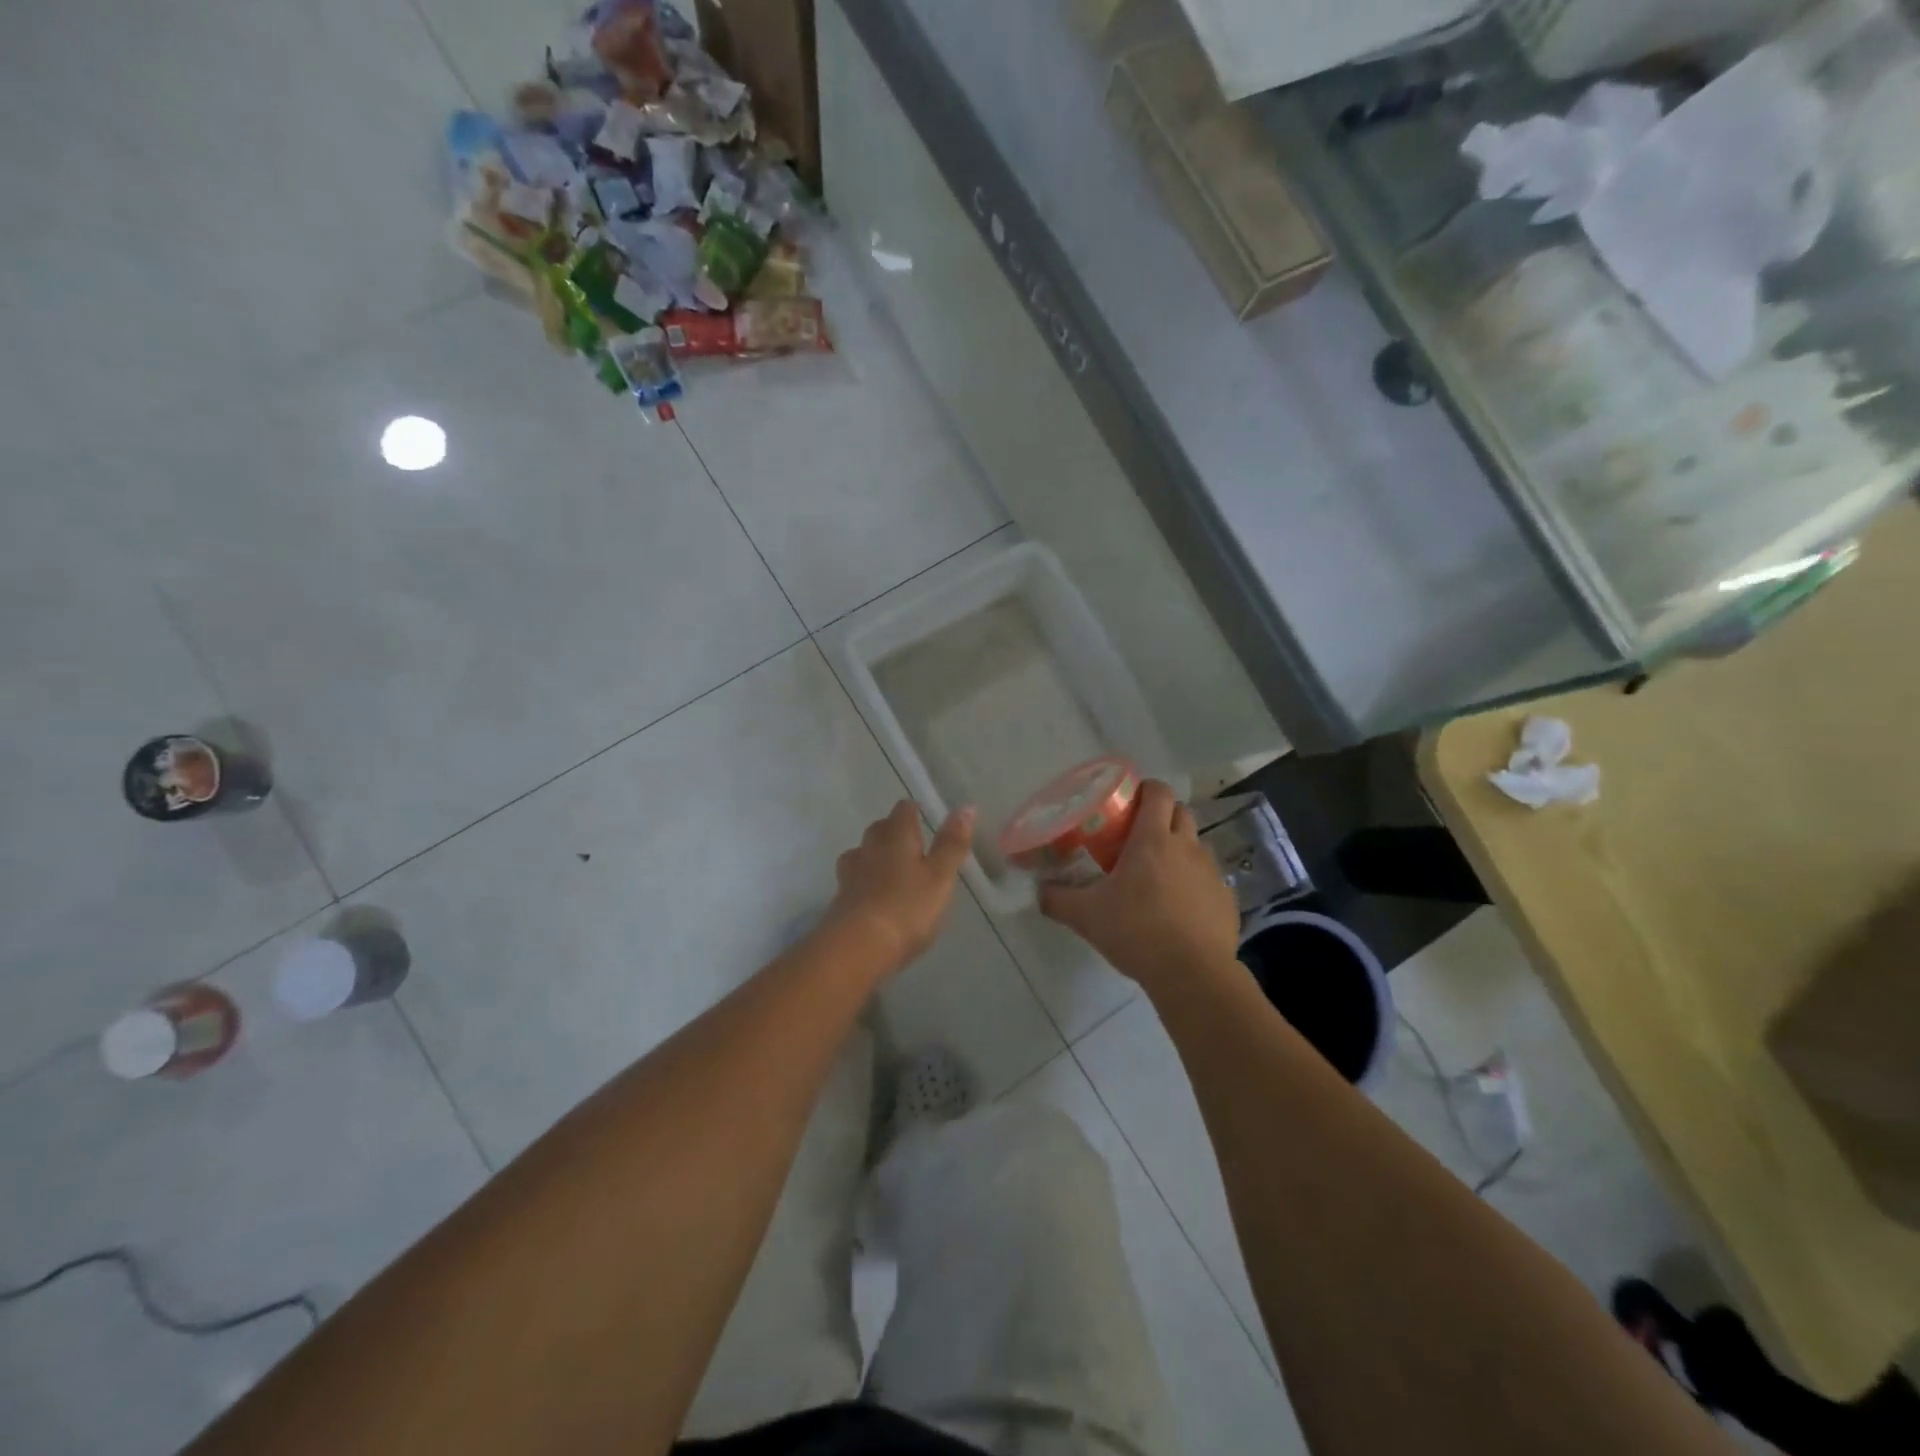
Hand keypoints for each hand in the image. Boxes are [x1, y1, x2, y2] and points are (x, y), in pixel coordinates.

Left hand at [823, 800, 975, 975]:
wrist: (857, 947)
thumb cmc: (907, 908)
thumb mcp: (940, 877)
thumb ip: (952, 844)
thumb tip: (966, 806)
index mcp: (896, 837)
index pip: (903, 811)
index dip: (913, 811)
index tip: (923, 815)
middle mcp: (869, 847)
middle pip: (879, 828)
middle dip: (893, 830)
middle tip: (911, 842)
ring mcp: (850, 873)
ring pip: (862, 852)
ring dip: (875, 854)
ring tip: (890, 867)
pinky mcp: (840, 898)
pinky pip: (853, 879)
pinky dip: (864, 880)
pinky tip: (872, 893)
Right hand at [1040, 780, 1239, 988]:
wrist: (1192, 974)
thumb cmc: (1136, 932)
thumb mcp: (1085, 916)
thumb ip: (1057, 899)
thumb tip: (1039, 890)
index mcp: (1153, 840)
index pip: (1158, 792)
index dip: (1146, 789)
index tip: (1129, 800)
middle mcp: (1187, 847)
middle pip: (1181, 812)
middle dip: (1163, 816)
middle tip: (1139, 836)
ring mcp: (1211, 872)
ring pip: (1197, 846)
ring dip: (1180, 850)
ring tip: (1159, 875)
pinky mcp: (1226, 899)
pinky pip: (1209, 880)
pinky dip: (1195, 884)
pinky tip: (1180, 909)